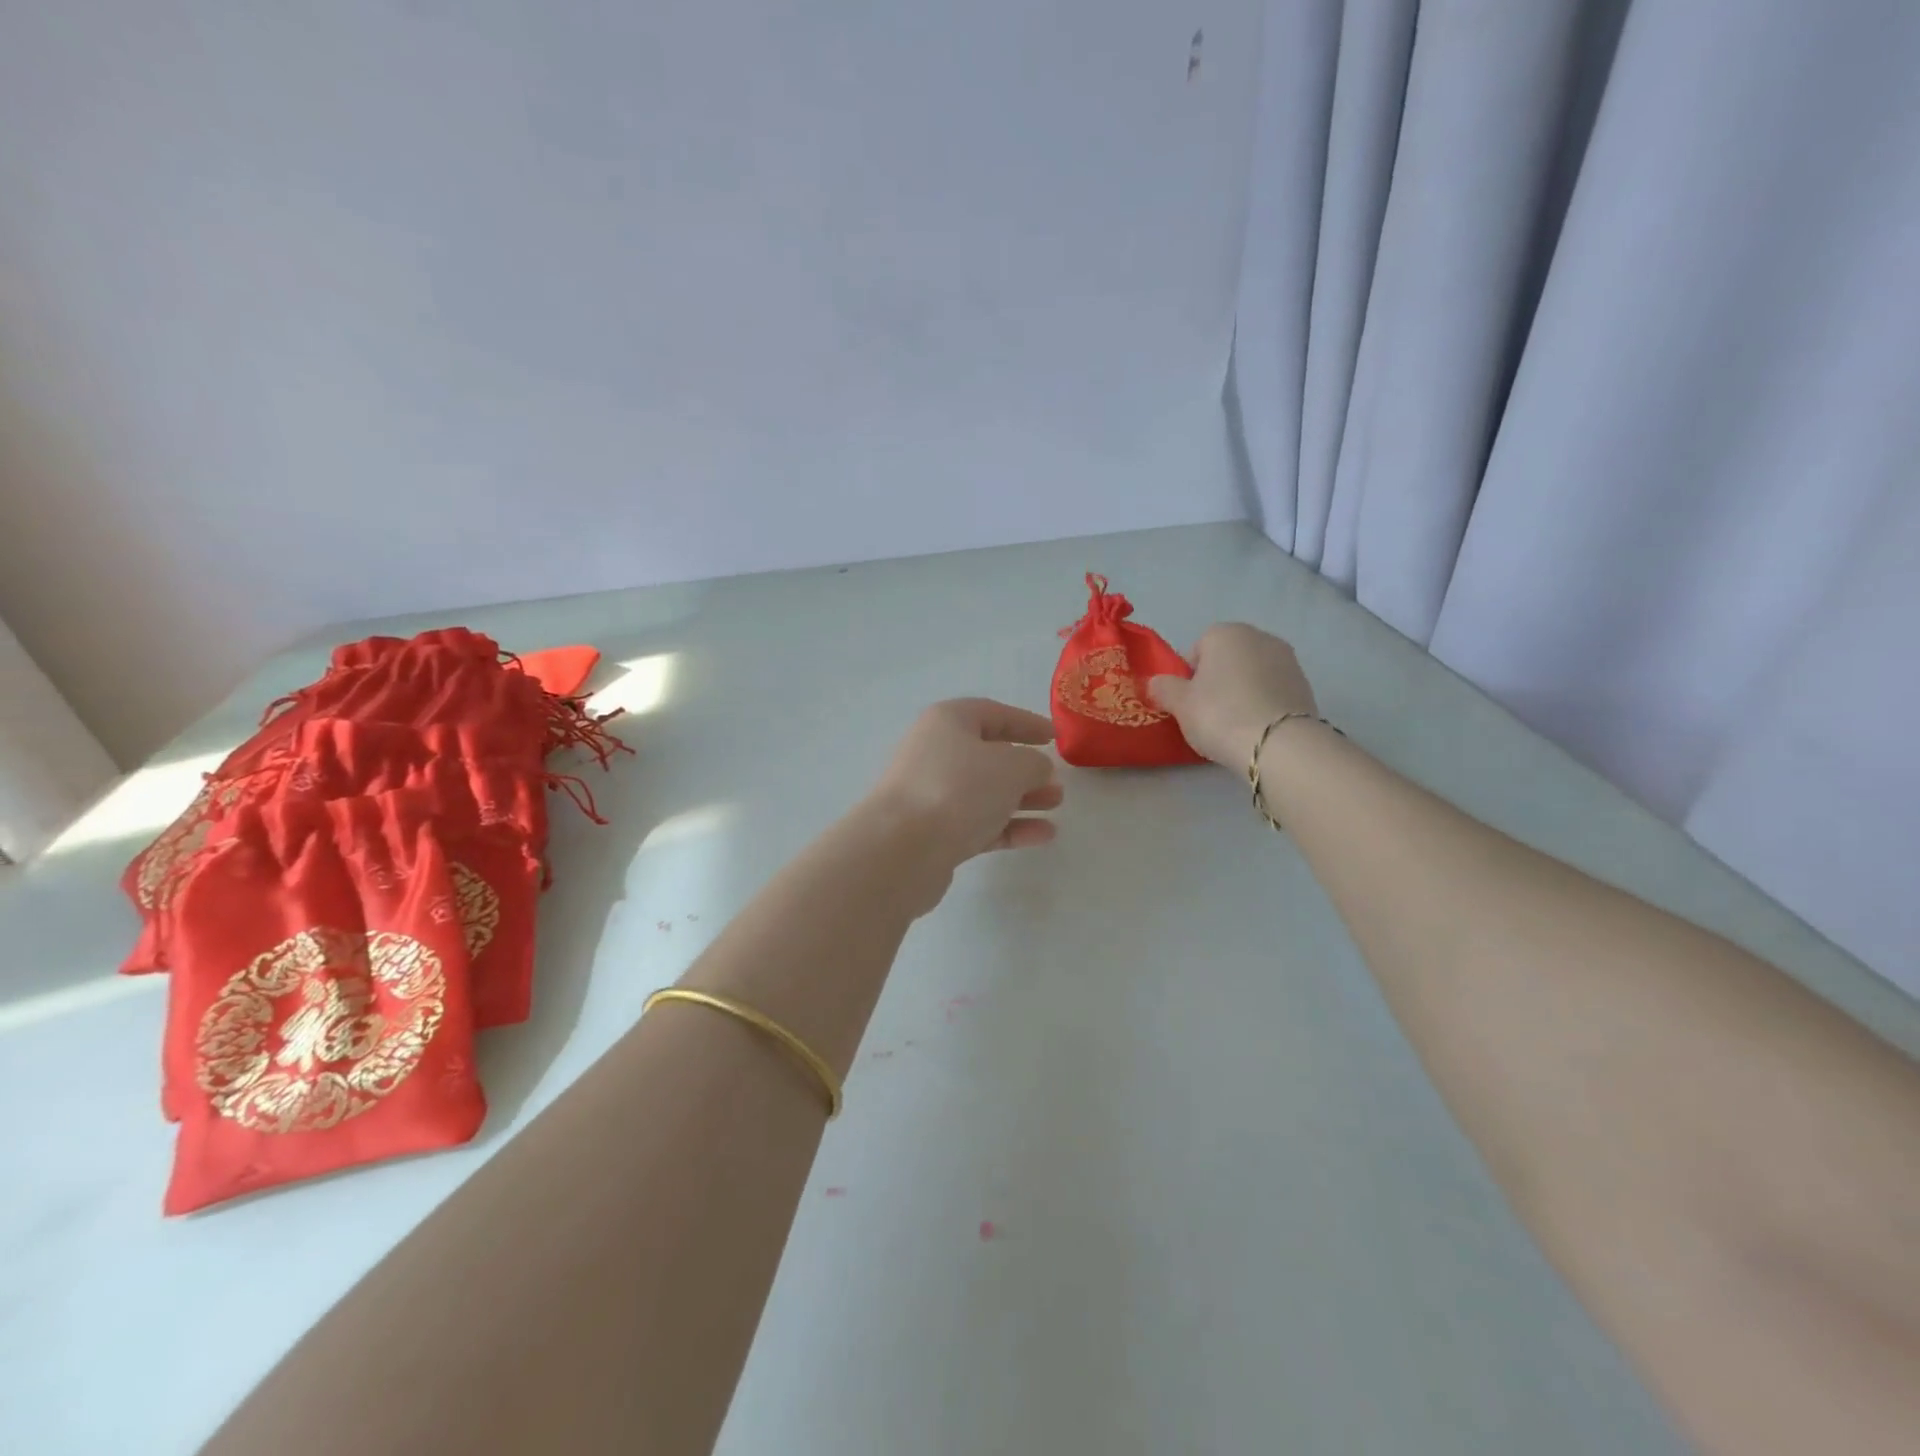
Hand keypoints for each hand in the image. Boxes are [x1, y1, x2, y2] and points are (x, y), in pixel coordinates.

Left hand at [862, 699, 1062, 904]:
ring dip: (1021, 798)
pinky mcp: (934, 833)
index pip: (993, 713)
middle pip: (987, 755)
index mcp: (947, 722)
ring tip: (1055, 806)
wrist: (902, 848)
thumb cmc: (958, 789)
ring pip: (984, 792)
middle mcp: (935, 753)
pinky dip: (1010, 826)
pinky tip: (1043, 835)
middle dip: (1025, 768)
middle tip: (1056, 781)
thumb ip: (1034, 763)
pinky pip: (979, 824)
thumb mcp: (1011, 766)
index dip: (1026, 722)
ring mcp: (932, 795)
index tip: (1054, 737)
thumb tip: (1037, 769)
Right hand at [1147, 624, 1317, 770]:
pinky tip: (1256, 728)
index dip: (1188, 677)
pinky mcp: (1305, 685)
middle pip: (1227, 660)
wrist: (1279, 744)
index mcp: (1225, 633)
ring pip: (1251, 675)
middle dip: (1217, 681)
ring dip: (1241, 692)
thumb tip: (1155, 683)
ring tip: (1234, 725)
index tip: (1188, 703)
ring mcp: (1288, 660)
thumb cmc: (1220, 714)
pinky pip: (1272, 691)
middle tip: (1208, 714)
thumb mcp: (1179, 704)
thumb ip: (1163, 688)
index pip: (1197, 650)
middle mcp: (1259, 637)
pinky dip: (1262, 704)